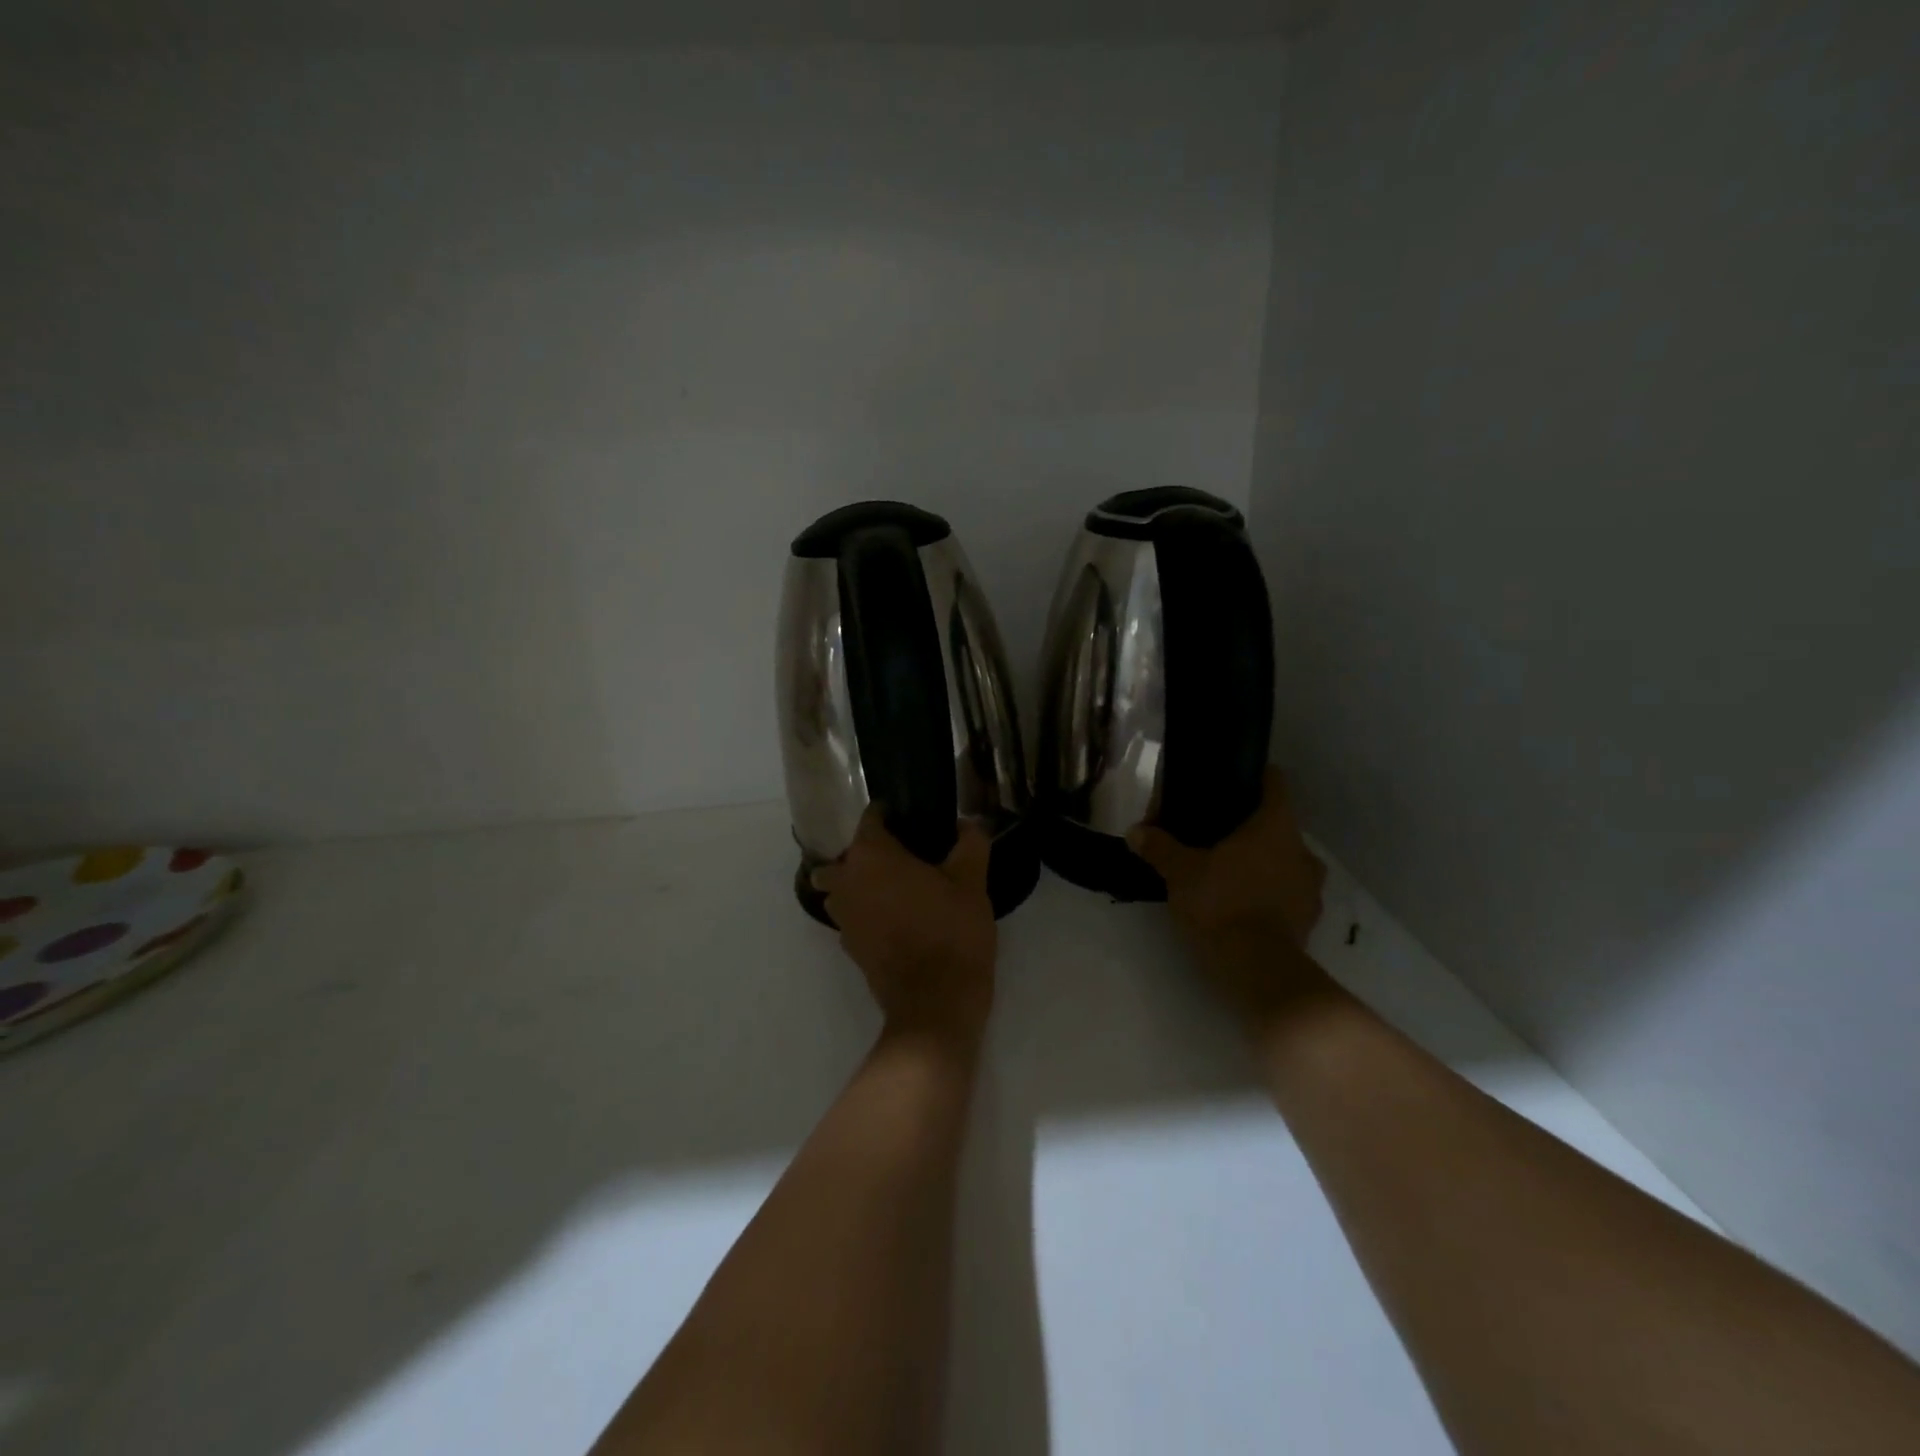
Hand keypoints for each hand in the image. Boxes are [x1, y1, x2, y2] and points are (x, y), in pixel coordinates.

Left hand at [811, 808, 997, 1054]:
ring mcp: (843, 917)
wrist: (936, 1004)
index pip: (871, 818)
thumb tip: (971, 822)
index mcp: (872, 855)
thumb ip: (970, 843)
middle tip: (904, 855)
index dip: (890, 814)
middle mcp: (847, 881)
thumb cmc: (952, 931)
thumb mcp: (972, 881)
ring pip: (840, 888)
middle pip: (846, 855)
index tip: (912, 818)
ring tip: (896, 887)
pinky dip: (865, 912)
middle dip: (867, 852)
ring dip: (859, 883)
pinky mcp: (849, 947)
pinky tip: (896, 918)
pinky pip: (851, 916)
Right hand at [1128, 767, 1331, 1032]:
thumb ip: (1159, 848)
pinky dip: (1268, 894)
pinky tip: (1241, 905)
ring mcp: (1311, 889)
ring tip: (1228, 873)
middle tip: (1216, 836)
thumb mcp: (1180, 872)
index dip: (1256, 777)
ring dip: (1262, 864)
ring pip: (1286, 861)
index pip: (1276, 783)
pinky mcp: (1309, 921)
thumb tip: (1135, 831)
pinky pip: (1287, 895)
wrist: (1258, 970)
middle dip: (1250, 829)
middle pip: (1278, 825)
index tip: (1234, 782)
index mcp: (1276, 826)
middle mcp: (1302, 850)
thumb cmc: (1222, 903)